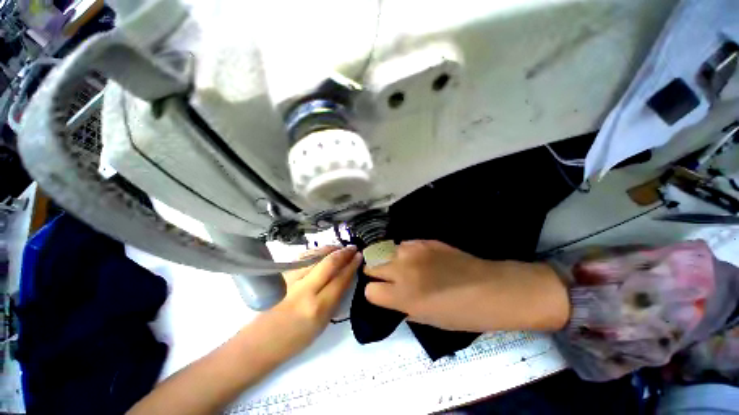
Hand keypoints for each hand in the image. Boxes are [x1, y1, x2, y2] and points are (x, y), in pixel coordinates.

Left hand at [256, 246, 361, 358]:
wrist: (259, 342)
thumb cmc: (294, 339)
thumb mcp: (322, 324)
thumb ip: (335, 298)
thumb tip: (346, 276)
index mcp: (318, 308)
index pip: (340, 279)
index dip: (352, 266)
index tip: (359, 256)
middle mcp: (304, 291)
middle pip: (329, 263)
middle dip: (344, 253)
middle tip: (352, 248)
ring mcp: (290, 280)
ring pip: (315, 256)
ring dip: (330, 248)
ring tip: (340, 247)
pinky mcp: (280, 276)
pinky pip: (302, 257)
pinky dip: (315, 251)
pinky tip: (322, 250)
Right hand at [364, 240, 568, 331]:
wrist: (490, 288)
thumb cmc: (461, 313)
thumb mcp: (427, 320)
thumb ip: (402, 307)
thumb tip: (390, 296)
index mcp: (403, 296)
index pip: (370, 291)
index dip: (375, 294)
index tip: (382, 294)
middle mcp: (402, 270)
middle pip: (371, 266)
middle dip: (375, 273)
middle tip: (386, 278)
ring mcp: (413, 251)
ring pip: (384, 251)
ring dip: (388, 260)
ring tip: (400, 266)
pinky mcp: (424, 241)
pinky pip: (403, 244)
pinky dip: (403, 252)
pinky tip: (415, 258)